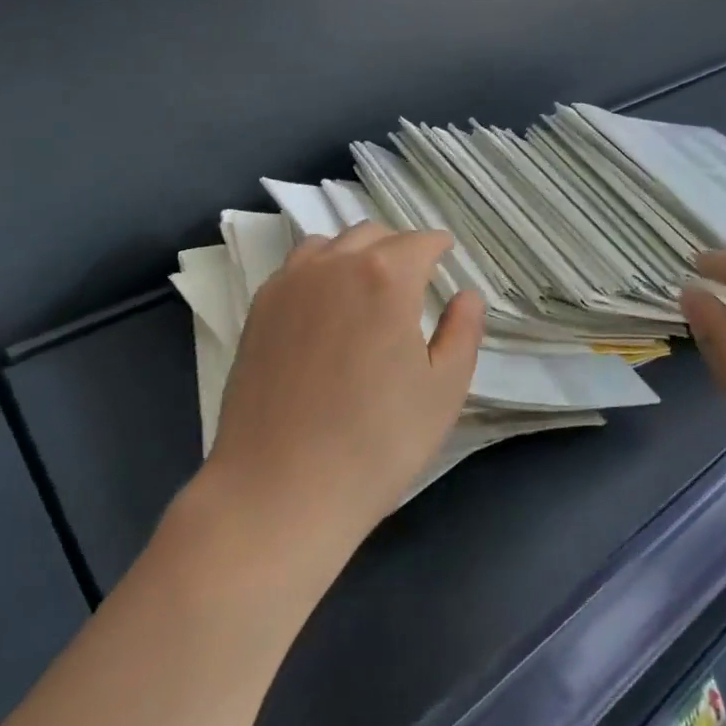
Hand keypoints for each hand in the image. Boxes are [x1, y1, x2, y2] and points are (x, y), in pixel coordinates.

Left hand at [203, 223, 484, 556]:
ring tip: (367, 286)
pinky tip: (325, 304)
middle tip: (414, 278)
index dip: (439, 246)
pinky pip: (297, 268)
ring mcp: (290, 284)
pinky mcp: (259, 309)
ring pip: (331, 244)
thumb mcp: (443, 391)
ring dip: (357, 253)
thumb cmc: (376, 443)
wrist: (279, 490)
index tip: (447, 254)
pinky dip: (319, 270)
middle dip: (400, 248)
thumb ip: (464, 332)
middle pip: (374, 235)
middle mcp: (335, 265)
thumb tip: (466, 295)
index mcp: (386, 278)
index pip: (420, 242)